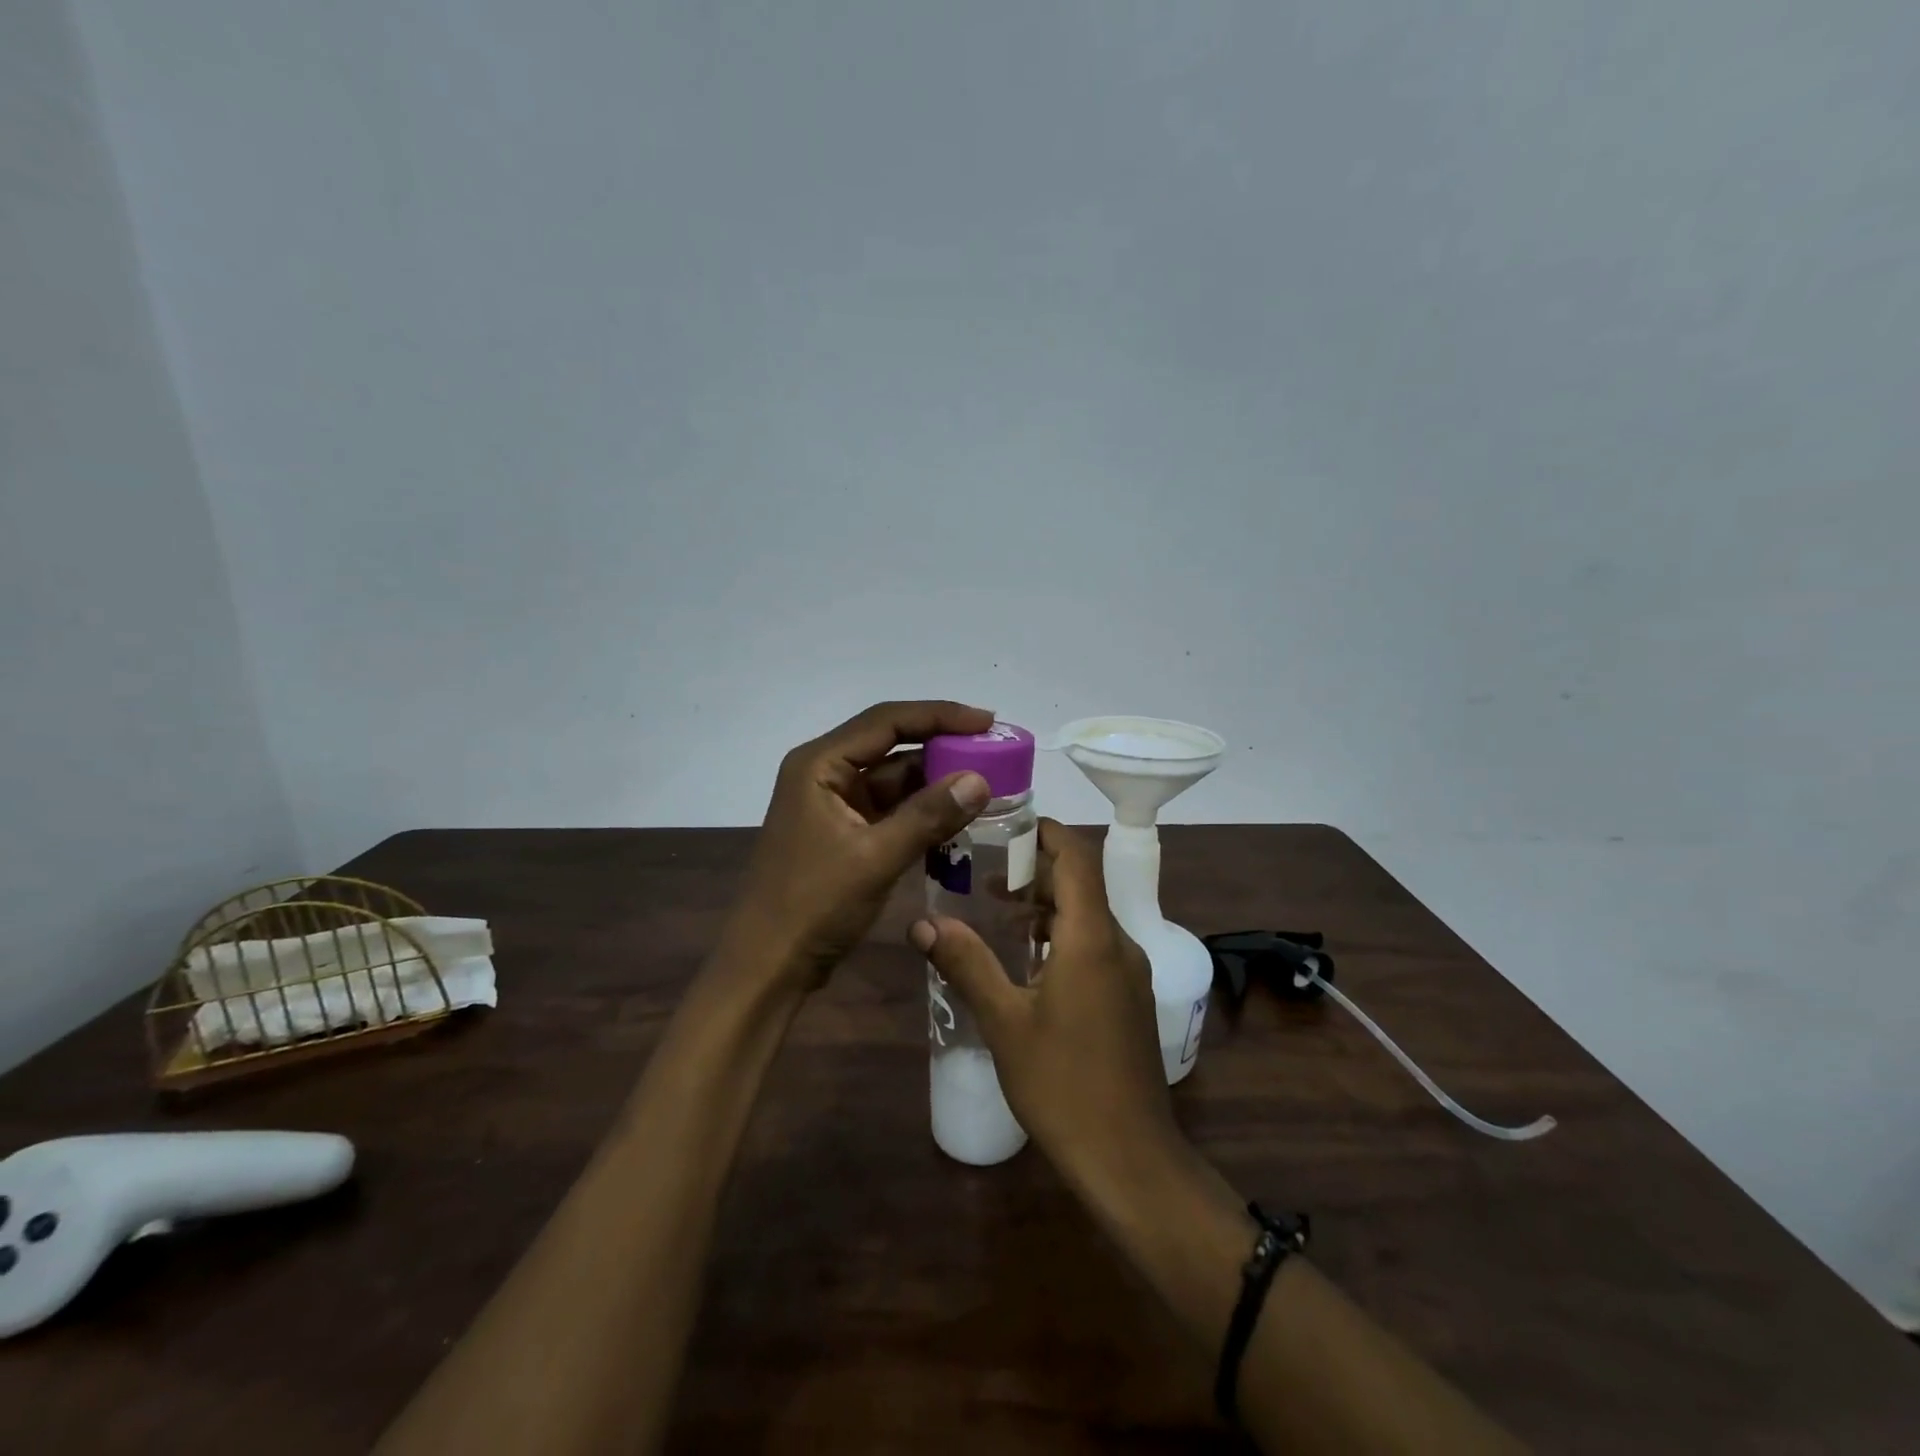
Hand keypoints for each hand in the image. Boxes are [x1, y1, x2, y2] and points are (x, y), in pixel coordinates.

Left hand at [731, 700, 995, 988]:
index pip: (887, 721)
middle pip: (891, 744)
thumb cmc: (813, 905)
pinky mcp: (844, 831)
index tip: (988, 722)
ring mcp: (834, 803)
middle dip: (942, 745)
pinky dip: (923, 810)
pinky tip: (959, 815)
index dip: (940, 715)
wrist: (768, 965)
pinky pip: (891, 808)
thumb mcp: (875, 858)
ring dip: (936, 780)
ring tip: (987, 781)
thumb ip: (928, 815)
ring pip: (894, 778)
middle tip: (994, 751)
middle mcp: (825, 773)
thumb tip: (979, 779)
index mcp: (820, 764)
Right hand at [909, 819, 1179, 1189]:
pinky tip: (1027, 962)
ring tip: (996, 912)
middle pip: (1081, 883)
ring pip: (1088, 916)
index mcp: (1092, 937)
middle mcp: (1118, 943)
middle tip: (983, 874)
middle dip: (1035, 871)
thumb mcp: (1005, 1022)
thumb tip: (922, 922)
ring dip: (1046, 906)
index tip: (1005, 827)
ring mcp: (1129, 973)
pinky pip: (1095, 945)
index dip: (1046, 832)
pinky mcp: (1129, 998)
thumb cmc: (1063, 1084)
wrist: (1130, 1158)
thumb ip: (967, 964)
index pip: (1078, 856)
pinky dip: (1061, 936)